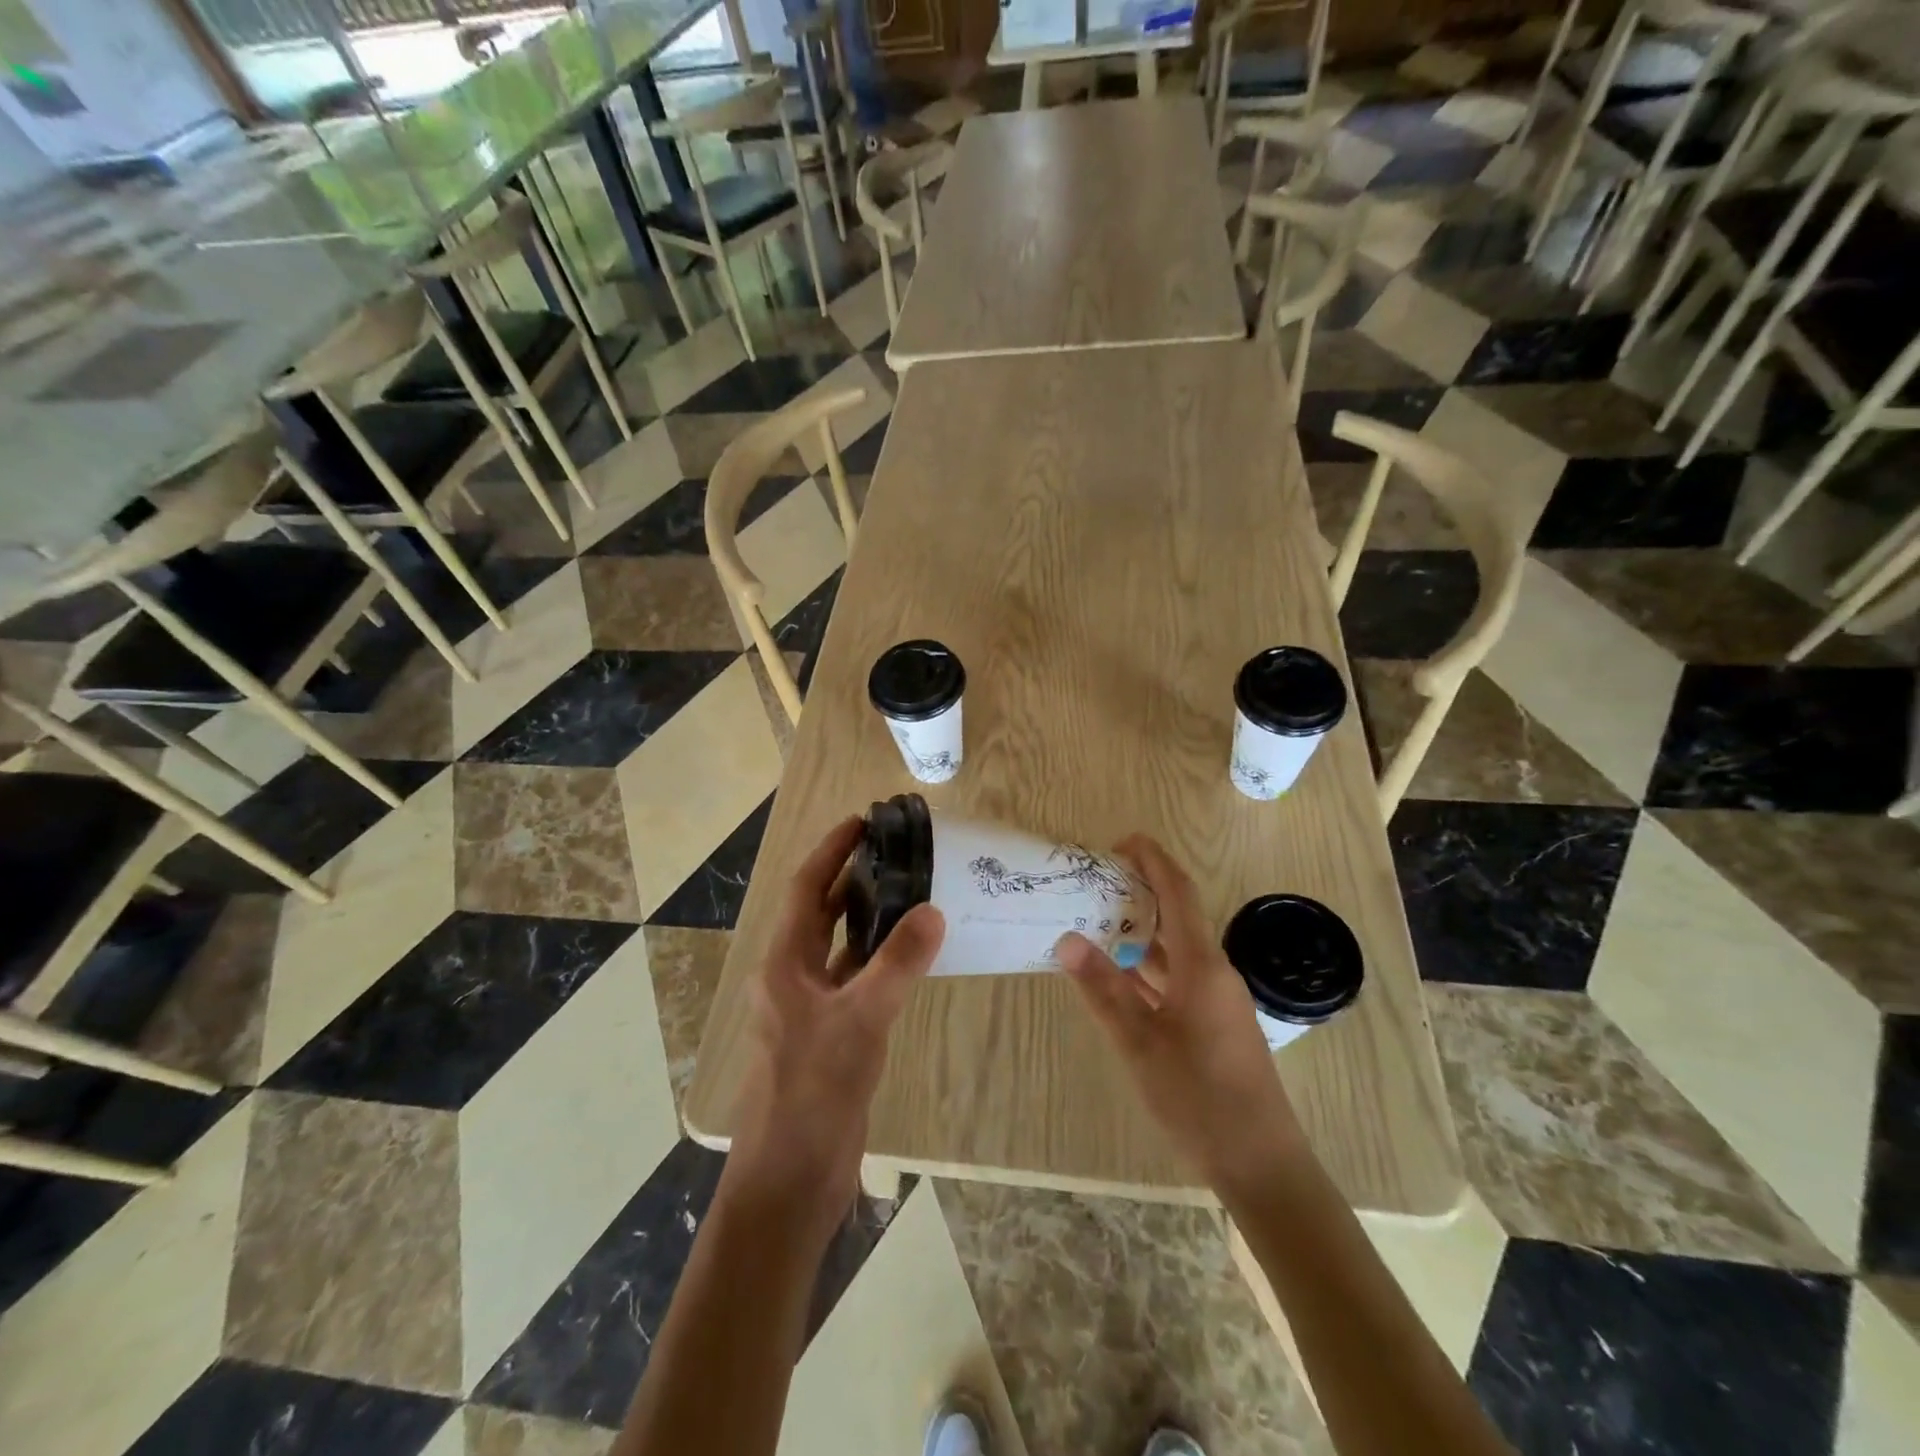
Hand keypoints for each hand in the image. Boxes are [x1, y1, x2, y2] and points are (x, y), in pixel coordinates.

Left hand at [724, 816, 944, 1246]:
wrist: (791, 1179)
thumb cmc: (813, 1090)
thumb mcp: (860, 1020)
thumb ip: (897, 963)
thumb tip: (933, 910)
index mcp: (784, 962)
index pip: (807, 889)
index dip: (831, 851)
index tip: (863, 821)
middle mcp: (792, 976)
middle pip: (821, 912)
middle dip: (852, 878)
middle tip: (895, 851)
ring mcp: (810, 1007)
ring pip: (841, 947)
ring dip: (868, 919)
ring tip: (910, 890)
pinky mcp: (831, 1033)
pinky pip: (856, 980)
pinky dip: (880, 961)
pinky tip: (911, 955)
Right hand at [1057, 834, 1307, 1197]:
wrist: (1262, 1165)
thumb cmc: (1200, 1099)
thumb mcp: (1140, 1044)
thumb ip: (1103, 989)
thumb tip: (1067, 939)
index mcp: (1202, 965)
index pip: (1178, 892)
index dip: (1152, 860)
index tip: (1120, 842)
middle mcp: (1214, 972)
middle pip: (1177, 915)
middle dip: (1139, 891)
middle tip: (1094, 882)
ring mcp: (1218, 1000)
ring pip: (1176, 949)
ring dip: (1141, 931)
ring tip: (1096, 920)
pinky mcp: (1215, 1024)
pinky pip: (1179, 978)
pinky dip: (1149, 967)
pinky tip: (1120, 975)